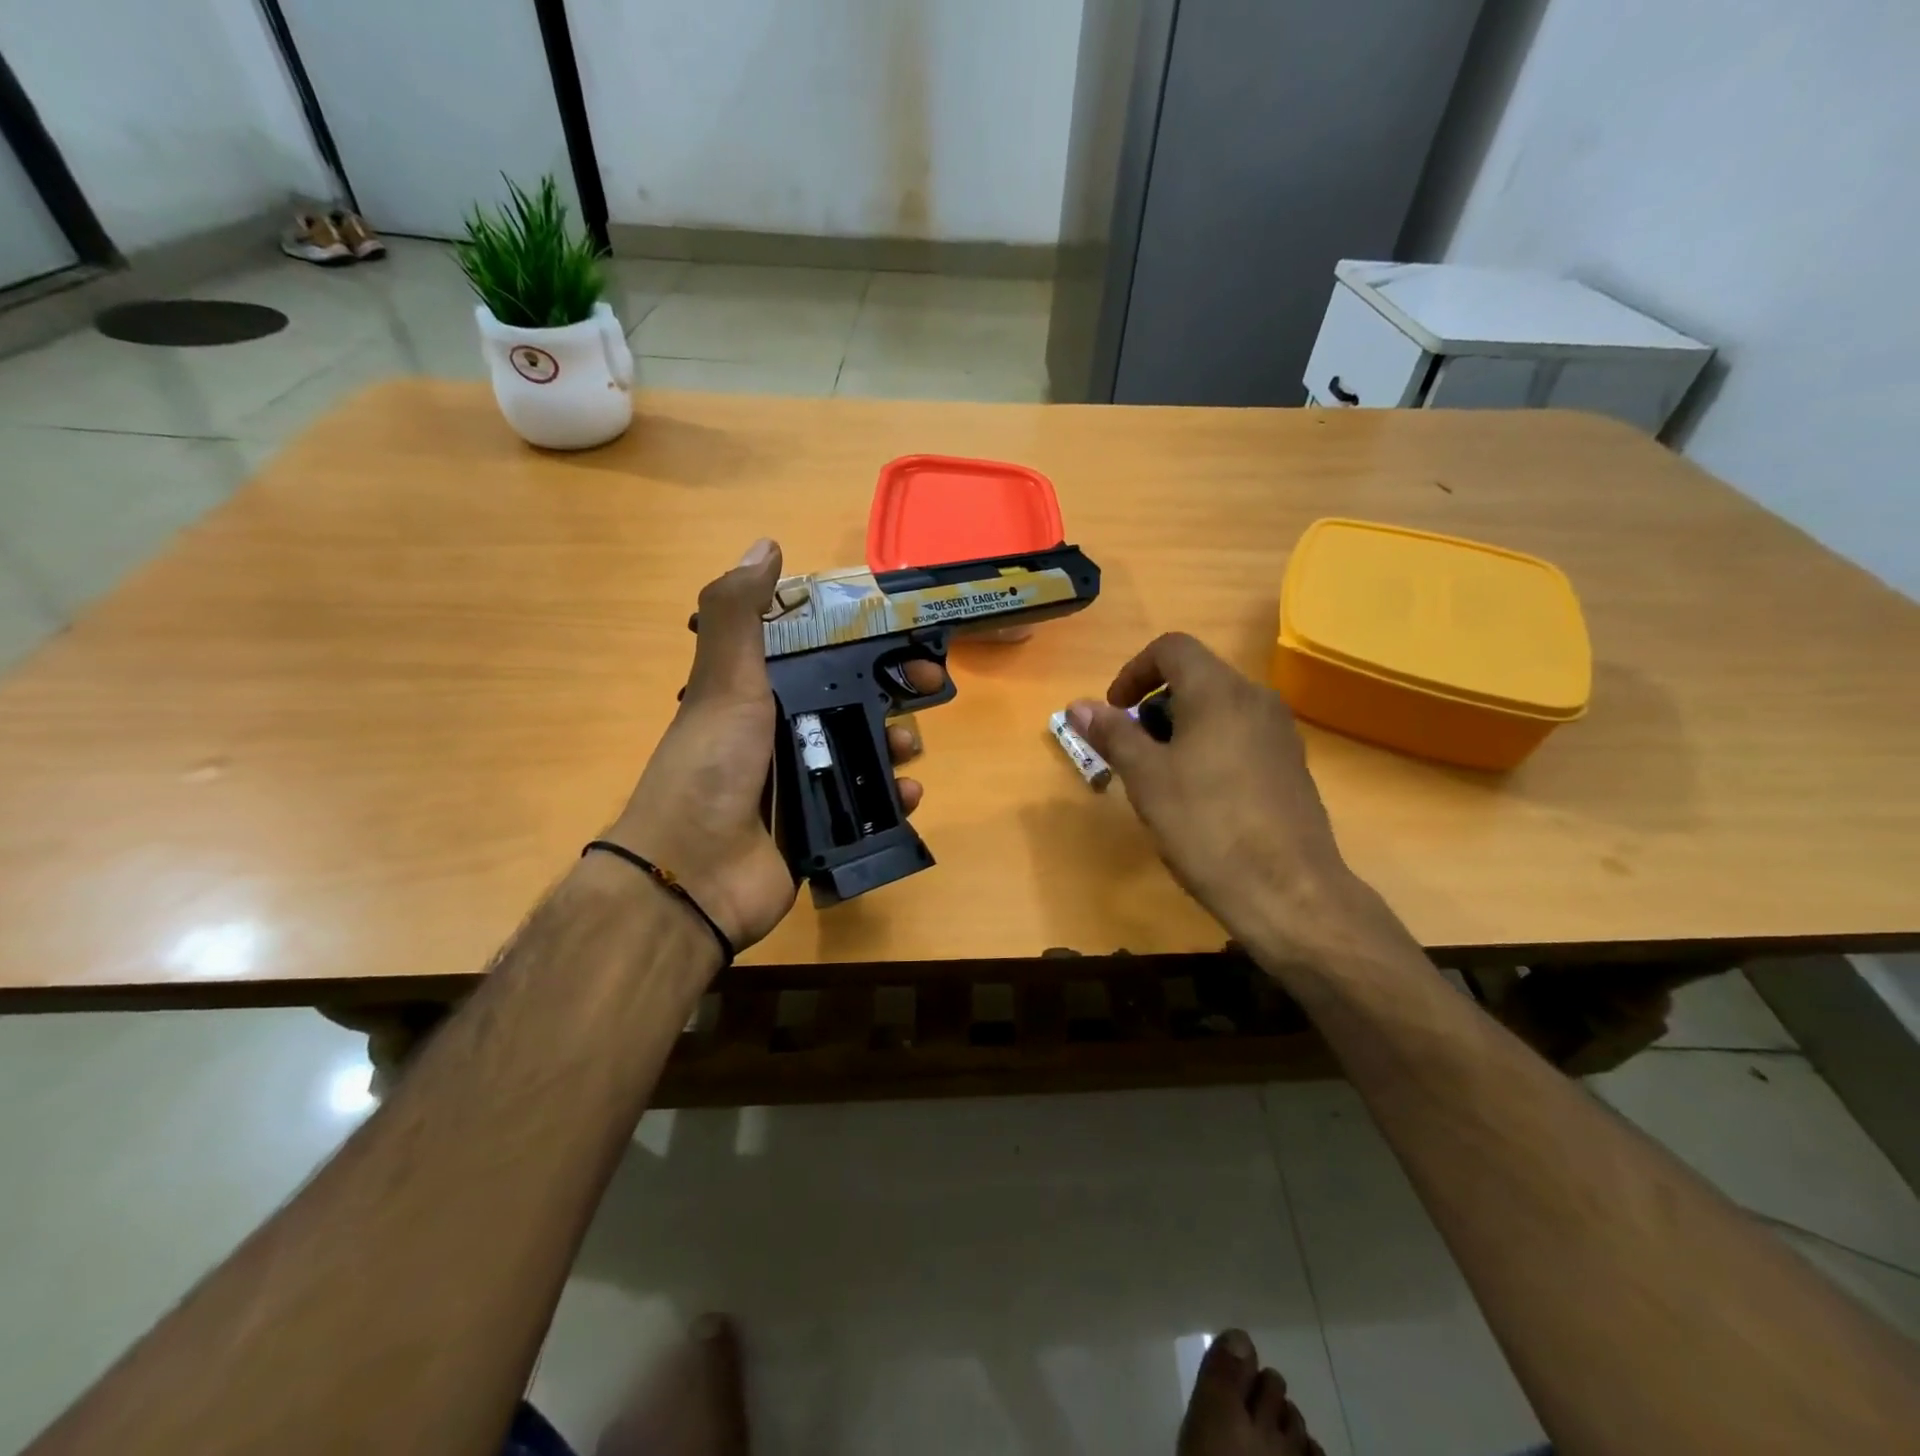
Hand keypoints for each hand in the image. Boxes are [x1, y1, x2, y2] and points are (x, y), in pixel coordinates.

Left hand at [605, 540, 943, 952]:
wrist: (693, 874)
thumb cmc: (712, 766)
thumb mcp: (723, 680)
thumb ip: (738, 613)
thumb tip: (766, 546)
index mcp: (758, 694)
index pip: (819, 654)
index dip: (860, 640)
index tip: (899, 634)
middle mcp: (781, 733)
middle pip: (852, 701)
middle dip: (893, 691)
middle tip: (929, 688)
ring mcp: (802, 784)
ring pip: (866, 751)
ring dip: (897, 743)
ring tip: (909, 751)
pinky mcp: (822, 828)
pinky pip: (870, 805)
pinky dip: (894, 797)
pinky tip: (908, 794)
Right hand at [1068, 633, 1358, 947]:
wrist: (1289, 891)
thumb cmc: (1206, 826)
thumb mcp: (1147, 778)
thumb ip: (1113, 734)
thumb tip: (1078, 705)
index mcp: (1219, 691)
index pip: (1171, 648)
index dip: (1134, 671)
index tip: (1115, 711)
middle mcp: (1256, 699)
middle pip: (1196, 676)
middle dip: (1154, 705)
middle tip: (1133, 749)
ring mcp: (1280, 732)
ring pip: (1219, 708)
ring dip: (1180, 727)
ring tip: (1161, 776)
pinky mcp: (1291, 765)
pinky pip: (1241, 735)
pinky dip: (1210, 746)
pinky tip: (1201, 797)